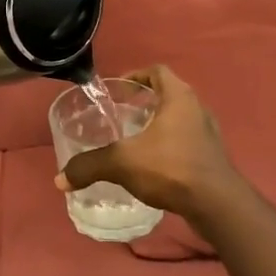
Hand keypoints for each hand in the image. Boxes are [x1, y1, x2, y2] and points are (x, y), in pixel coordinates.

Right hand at [55, 65, 241, 221]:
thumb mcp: (122, 163)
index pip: (157, 71)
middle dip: (145, 102)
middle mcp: (197, 108)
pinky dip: (169, 146)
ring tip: (134, 141)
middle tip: (121, 115)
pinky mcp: (212, 157)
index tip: (117, 91)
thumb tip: (59, 179)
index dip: (136, 76)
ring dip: (158, 125)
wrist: (217, 204)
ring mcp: (208, 133)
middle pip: (169, 94)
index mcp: (179, 97)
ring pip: (179, 120)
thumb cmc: (171, 168)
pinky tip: (153, 165)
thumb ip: (90, 166)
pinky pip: (186, 142)